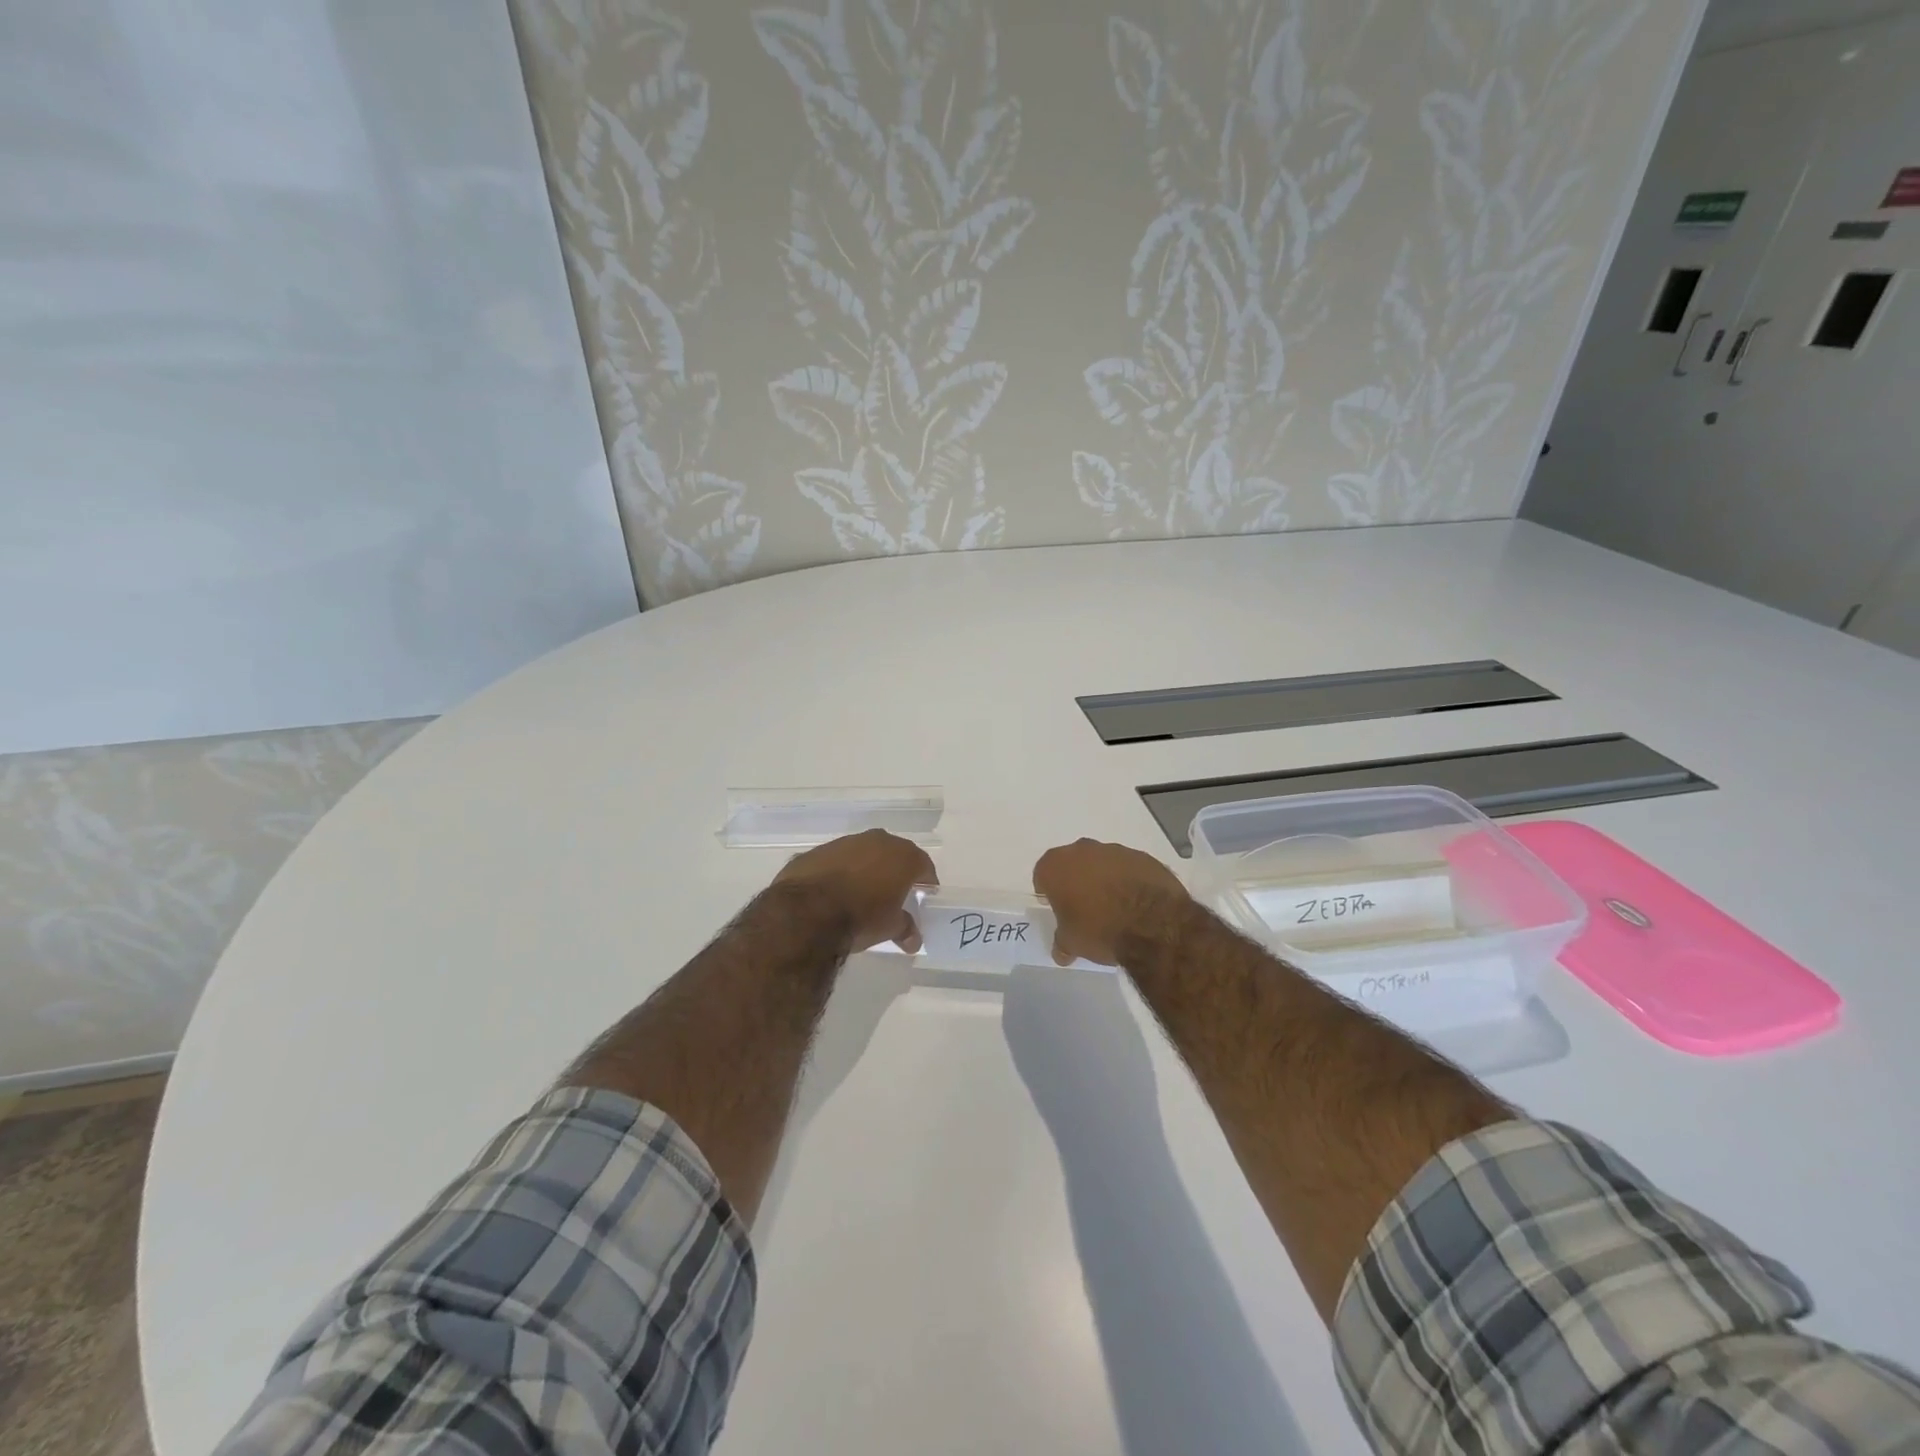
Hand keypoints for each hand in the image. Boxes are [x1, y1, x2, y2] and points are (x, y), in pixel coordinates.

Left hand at [772, 829, 936, 953]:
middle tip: (895, 892)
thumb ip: (905, 929)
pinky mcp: (818, 850)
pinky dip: (839, 871)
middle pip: (894, 853)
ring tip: (861, 892)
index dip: (925, 880)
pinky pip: (836, 860)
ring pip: (864, 852)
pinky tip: (833, 891)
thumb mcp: (889, 928)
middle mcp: (877, 841)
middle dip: (896, 870)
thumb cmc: (861, 917)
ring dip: (866, 868)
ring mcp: (845, 842)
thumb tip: (913, 941)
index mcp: (902, 856)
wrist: (807, 911)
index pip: (923, 865)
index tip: (924, 893)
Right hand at [1033, 839, 1191, 966]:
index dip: (1047, 890)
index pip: (1043, 873)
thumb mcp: (1073, 942)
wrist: (1153, 923)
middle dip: (1075, 880)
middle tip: (1082, 905)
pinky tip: (1136, 902)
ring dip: (1103, 878)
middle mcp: (1082, 850)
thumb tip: (1060, 951)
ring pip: (1102, 862)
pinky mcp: (1143, 857)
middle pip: (1072, 863)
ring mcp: (1115, 850)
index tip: (1055, 905)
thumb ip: (1062, 941)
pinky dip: (1128, 880)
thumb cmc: (1100, 929)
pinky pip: (1128, 867)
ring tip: (1113, 906)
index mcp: (1056, 866)